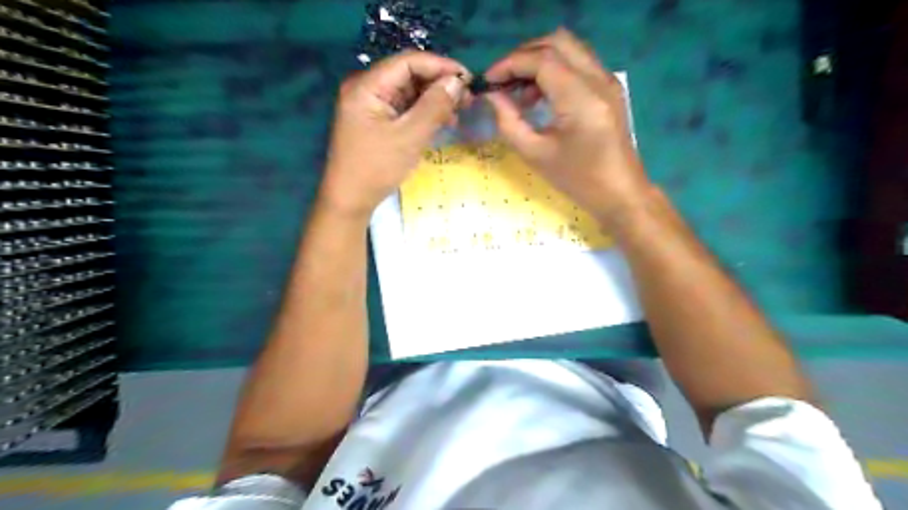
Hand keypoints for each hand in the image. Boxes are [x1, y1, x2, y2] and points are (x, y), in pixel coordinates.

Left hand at [319, 49, 471, 220]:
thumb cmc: (376, 168)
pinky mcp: (375, 121)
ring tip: (458, 113)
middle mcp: (366, 88)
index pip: (408, 62)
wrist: (350, 200)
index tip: (469, 79)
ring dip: (434, 99)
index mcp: (367, 86)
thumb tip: (458, 82)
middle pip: (409, 75)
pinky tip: (441, 122)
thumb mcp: (409, 137)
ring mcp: (370, 105)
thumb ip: (434, 106)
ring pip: (409, 92)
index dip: (440, 66)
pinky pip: (404, 108)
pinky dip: (423, 113)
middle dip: (439, 84)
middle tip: (468, 99)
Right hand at [486, 28, 647, 222]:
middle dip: (523, 56)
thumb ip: (509, 122)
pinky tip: (540, 96)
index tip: (488, 81)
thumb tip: (492, 97)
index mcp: (581, 98)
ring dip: (539, 61)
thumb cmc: (577, 180)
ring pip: (569, 49)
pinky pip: (578, 63)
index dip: (510, 65)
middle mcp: (598, 80)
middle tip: (503, 80)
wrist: (620, 193)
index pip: (541, 60)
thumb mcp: (535, 154)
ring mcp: (607, 81)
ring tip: (519, 92)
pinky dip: (554, 70)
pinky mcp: (609, 89)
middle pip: (557, 42)